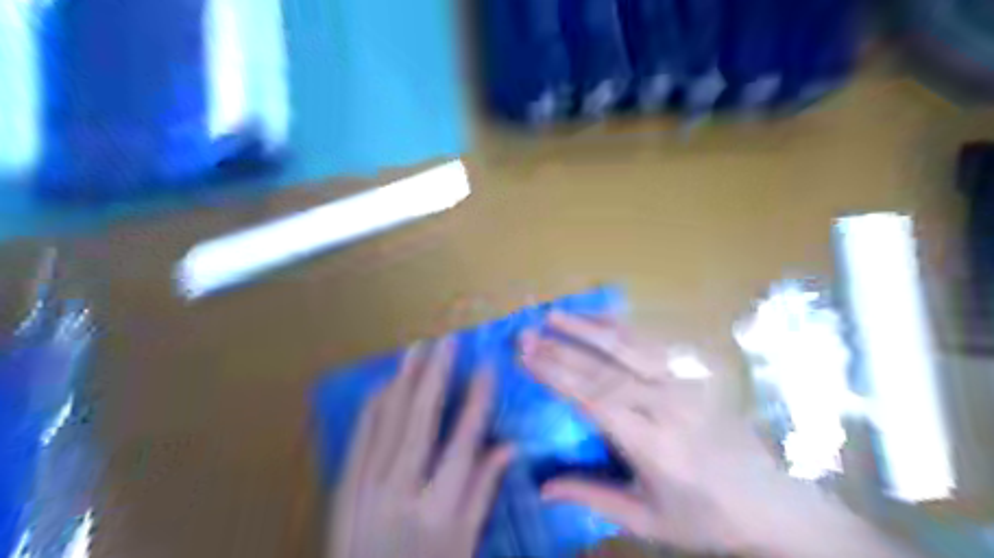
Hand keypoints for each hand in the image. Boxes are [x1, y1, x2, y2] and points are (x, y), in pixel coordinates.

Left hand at [331, 341, 516, 557]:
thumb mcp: (465, 544)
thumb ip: (484, 491)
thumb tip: (508, 446)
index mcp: (439, 507)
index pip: (464, 440)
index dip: (478, 400)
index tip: (487, 368)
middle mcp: (401, 488)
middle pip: (421, 419)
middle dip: (437, 375)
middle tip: (448, 341)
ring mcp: (366, 484)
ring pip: (388, 418)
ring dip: (404, 379)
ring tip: (417, 348)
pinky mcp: (344, 484)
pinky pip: (361, 433)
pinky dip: (374, 404)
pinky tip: (385, 382)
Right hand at [521, 311, 792, 554]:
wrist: (773, 502)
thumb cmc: (705, 517)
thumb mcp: (647, 519)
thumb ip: (593, 496)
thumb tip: (542, 488)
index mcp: (654, 444)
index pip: (594, 398)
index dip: (556, 374)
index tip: (525, 356)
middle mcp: (669, 405)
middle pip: (605, 368)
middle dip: (561, 348)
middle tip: (527, 332)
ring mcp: (687, 383)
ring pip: (630, 345)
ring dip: (589, 327)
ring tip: (556, 314)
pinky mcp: (698, 372)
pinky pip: (654, 342)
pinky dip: (622, 327)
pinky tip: (600, 319)